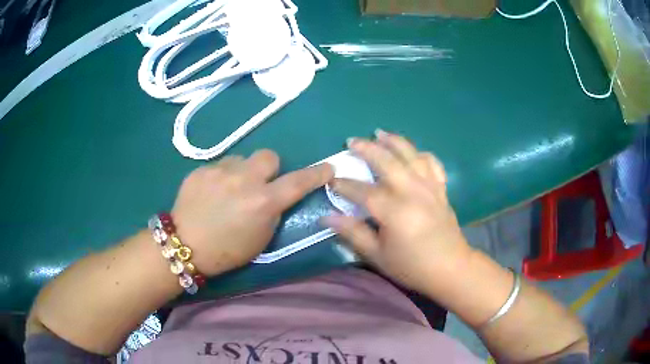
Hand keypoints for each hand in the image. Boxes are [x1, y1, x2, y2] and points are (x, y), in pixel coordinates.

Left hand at [172, 150, 333, 275]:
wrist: (184, 245)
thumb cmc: (227, 251)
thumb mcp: (261, 239)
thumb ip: (273, 212)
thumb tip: (275, 195)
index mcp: (263, 202)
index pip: (298, 182)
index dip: (316, 174)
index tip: (328, 168)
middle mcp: (244, 180)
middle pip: (269, 155)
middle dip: (269, 168)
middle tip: (259, 184)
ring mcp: (220, 171)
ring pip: (242, 159)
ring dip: (242, 172)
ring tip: (228, 190)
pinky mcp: (201, 169)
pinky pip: (221, 165)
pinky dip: (222, 176)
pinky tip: (211, 193)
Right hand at [322, 130, 471, 292]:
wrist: (450, 268)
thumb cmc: (412, 266)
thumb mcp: (378, 255)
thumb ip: (353, 233)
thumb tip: (327, 217)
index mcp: (394, 210)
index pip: (362, 191)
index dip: (344, 184)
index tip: (331, 180)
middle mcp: (412, 191)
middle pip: (387, 160)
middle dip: (367, 148)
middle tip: (352, 141)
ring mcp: (429, 187)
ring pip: (411, 154)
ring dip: (394, 141)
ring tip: (379, 133)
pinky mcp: (441, 189)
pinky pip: (432, 163)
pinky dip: (421, 154)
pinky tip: (413, 152)